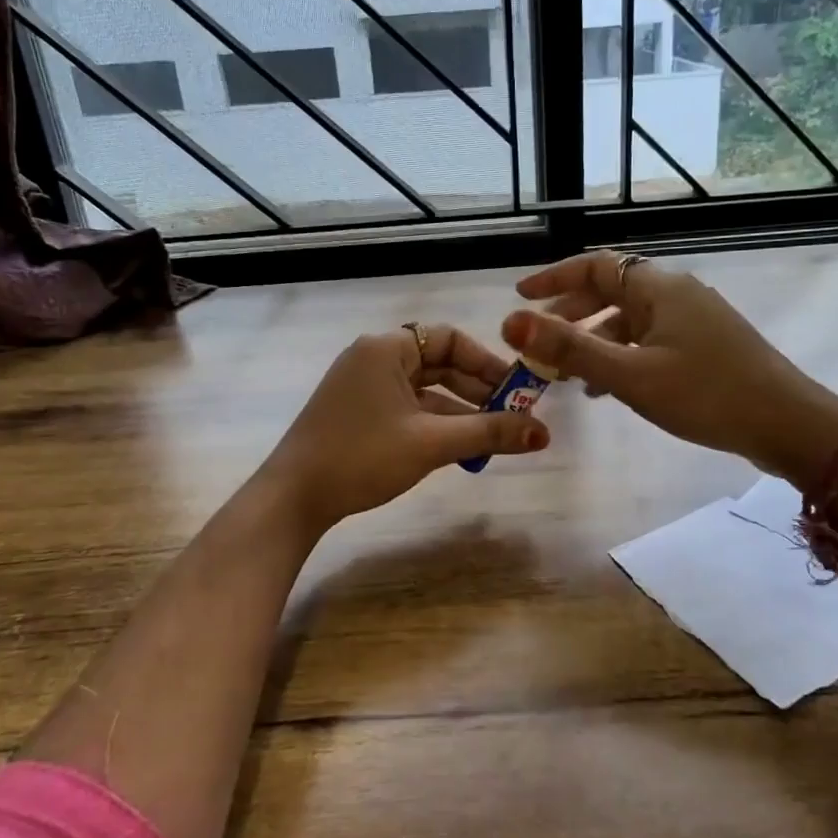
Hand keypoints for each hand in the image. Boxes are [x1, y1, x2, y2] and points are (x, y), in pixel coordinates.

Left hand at [257, 324, 547, 533]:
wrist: (293, 498)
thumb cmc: (362, 457)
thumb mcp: (431, 443)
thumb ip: (488, 432)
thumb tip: (544, 433)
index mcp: (387, 348)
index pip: (450, 339)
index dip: (488, 363)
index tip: (517, 391)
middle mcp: (374, 358)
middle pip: (439, 364)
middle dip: (478, 391)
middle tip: (514, 417)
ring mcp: (363, 387)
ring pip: (425, 391)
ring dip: (460, 412)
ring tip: (495, 439)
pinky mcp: (358, 413)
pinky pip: (408, 409)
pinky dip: (435, 425)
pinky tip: (460, 449)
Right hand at [500, 253, 837, 488]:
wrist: (788, 424)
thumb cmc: (705, 394)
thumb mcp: (630, 375)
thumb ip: (570, 349)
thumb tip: (511, 321)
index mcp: (658, 288)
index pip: (594, 266)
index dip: (553, 277)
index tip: (520, 296)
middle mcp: (676, 294)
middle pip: (611, 291)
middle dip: (570, 313)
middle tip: (539, 341)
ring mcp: (694, 319)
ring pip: (630, 319)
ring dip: (594, 340)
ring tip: (566, 375)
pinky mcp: (706, 345)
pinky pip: (650, 340)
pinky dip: (621, 355)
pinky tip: (608, 387)